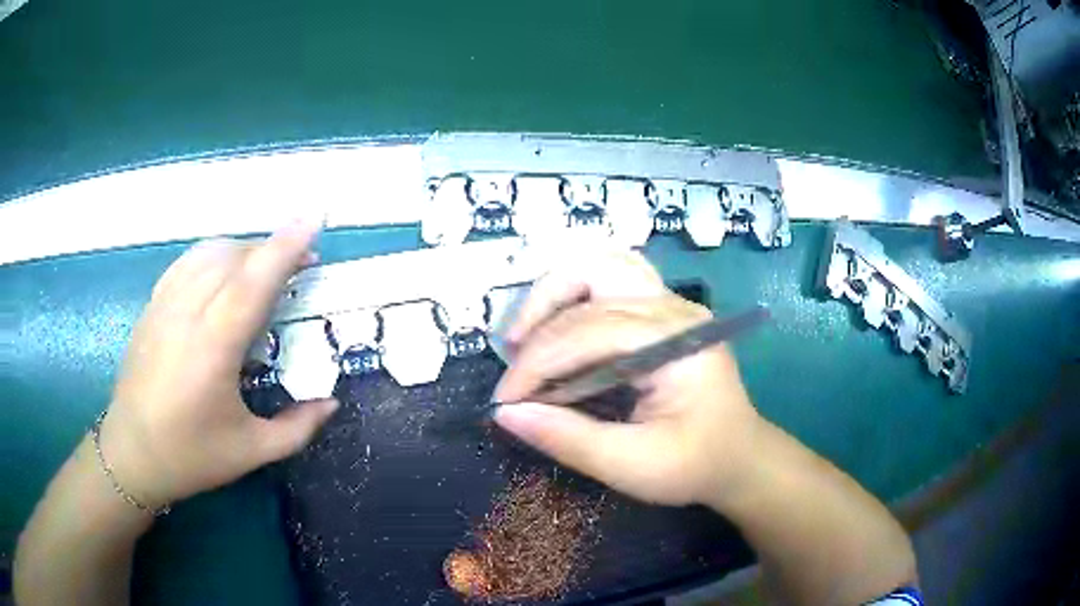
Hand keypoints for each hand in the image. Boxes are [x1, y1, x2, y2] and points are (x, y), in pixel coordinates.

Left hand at [99, 219, 338, 509]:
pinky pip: (188, 262)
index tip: (314, 219)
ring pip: (209, 252)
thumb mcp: (251, 451)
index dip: (285, 247)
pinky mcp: (152, 305)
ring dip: (245, 249)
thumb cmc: (191, 455)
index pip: (252, 282)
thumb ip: (297, 428)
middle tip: (303, 261)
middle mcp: (187, 314)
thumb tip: (332, 403)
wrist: (132, 452)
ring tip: (266, 265)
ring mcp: (165, 304)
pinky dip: (215, 254)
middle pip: (234, 258)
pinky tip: (225, 270)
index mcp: (213, 349)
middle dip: (273, 248)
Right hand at [493, 252, 761, 505]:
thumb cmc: (694, 465)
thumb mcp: (632, 466)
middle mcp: (675, 309)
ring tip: (525, 337)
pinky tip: (556, 328)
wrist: (739, 458)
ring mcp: (671, 304)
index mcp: (679, 343)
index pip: (592, 332)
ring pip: (601, 266)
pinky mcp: (661, 312)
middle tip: (514, 370)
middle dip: (541, 327)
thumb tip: (506, 414)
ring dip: (555, 294)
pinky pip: (609, 281)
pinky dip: (573, 297)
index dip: (538, 363)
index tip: (505, 400)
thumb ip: (569, 439)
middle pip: (592, 284)